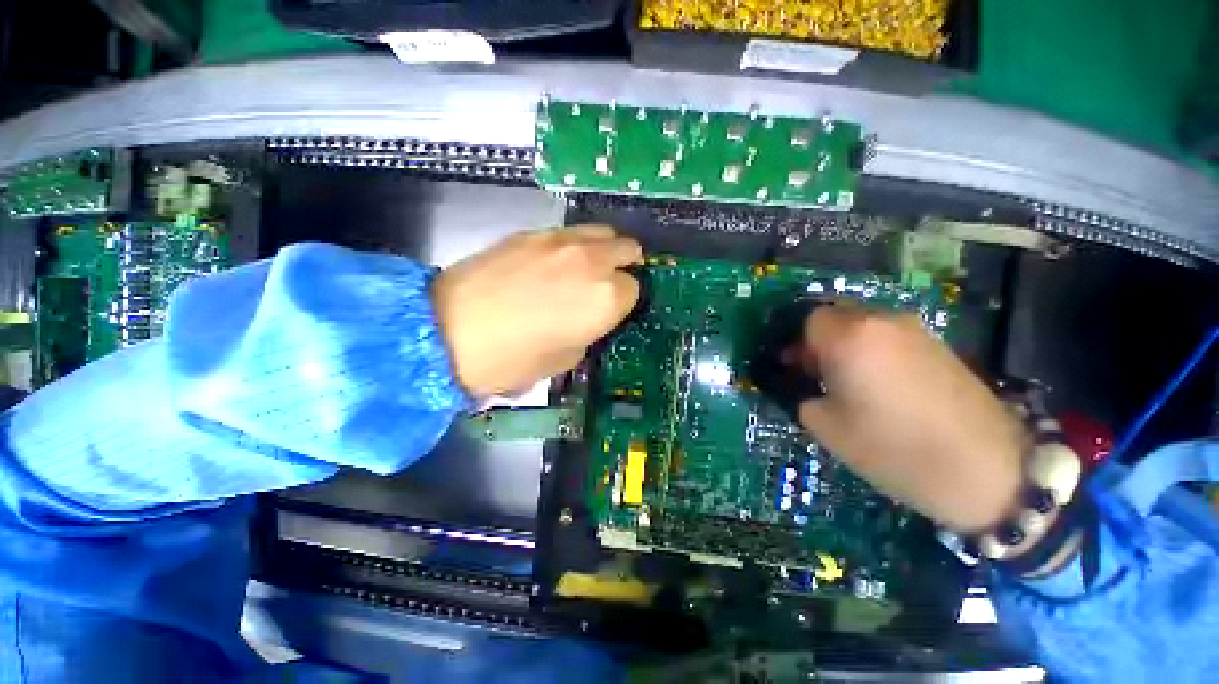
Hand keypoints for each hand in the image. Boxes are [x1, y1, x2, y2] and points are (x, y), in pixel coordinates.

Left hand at [432, 225, 641, 397]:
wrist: (446, 331)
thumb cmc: (513, 360)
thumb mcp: (566, 358)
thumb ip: (588, 330)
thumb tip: (588, 316)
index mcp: (606, 299)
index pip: (634, 289)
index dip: (623, 302)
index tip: (610, 311)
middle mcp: (592, 262)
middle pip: (626, 249)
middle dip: (623, 265)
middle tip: (607, 283)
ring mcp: (561, 241)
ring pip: (601, 232)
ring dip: (602, 249)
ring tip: (585, 267)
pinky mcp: (531, 232)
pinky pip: (568, 232)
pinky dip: (573, 244)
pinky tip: (554, 262)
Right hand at [788, 305, 1025, 532]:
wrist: (987, 470)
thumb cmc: (893, 447)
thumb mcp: (826, 427)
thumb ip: (803, 396)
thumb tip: (807, 387)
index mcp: (849, 337)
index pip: (808, 321)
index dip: (798, 345)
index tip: (798, 371)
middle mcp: (881, 322)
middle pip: (836, 316)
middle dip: (820, 341)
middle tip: (820, 376)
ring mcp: (915, 330)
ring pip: (864, 324)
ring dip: (848, 346)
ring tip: (852, 383)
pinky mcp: (939, 345)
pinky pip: (890, 336)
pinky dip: (875, 351)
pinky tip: (883, 385)